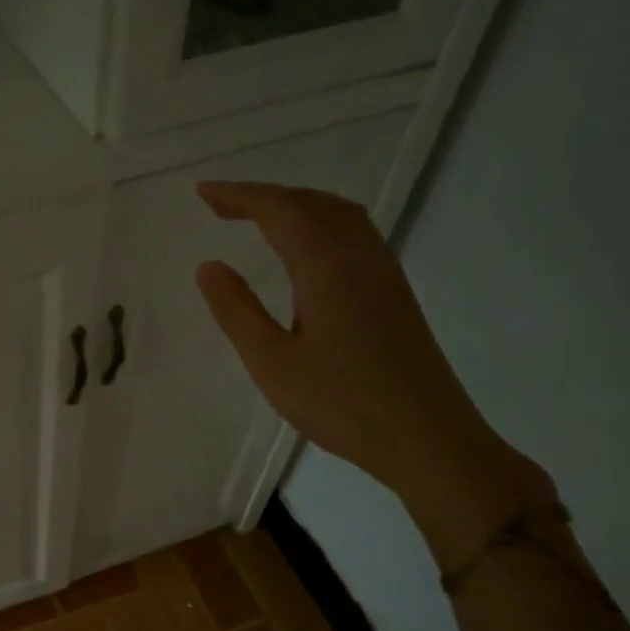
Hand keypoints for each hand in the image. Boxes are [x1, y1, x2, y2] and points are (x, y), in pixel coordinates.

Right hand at [194, 183, 547, 556]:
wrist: (426, 437)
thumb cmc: (341, 404)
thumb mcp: (272, 362)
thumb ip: (237, 310)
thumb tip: (209, 266)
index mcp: (326, 267)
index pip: (279, 211)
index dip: (239, 195)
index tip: (203, 193)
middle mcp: (360, 256)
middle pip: (312, 203)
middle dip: (265, 195)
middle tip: (222, 204)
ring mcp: (384, 272)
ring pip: (339, 214)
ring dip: (296, 205)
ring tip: (259, 217)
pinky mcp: (395, 293)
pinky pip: (354, 233)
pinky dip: (320, 222)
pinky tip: (307, 249)